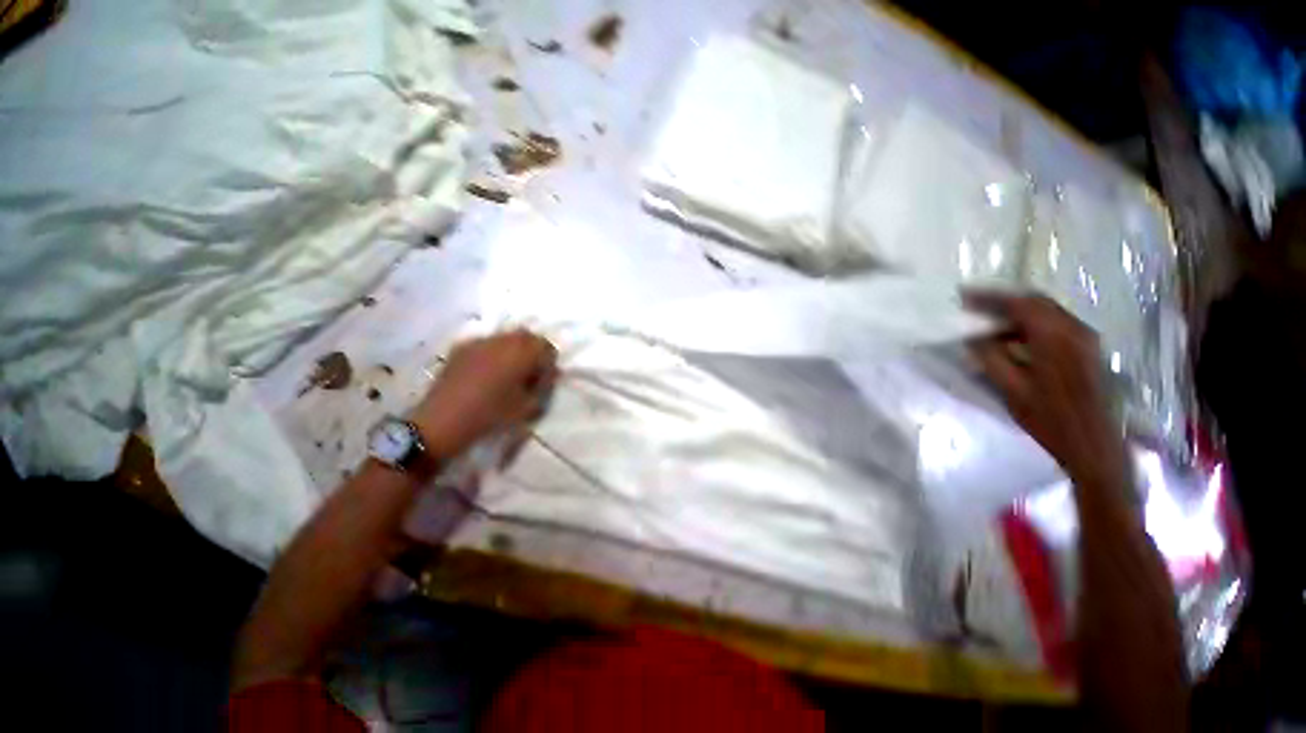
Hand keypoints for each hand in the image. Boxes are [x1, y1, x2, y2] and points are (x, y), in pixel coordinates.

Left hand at [410, 330, 557, 461]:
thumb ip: (543, 386)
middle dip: (533, 351)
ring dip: (513, 350)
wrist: (442, 422)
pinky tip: (486, 372)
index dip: (549, 362)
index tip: (544, 379)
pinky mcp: (461, 348)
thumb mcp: (528, 407)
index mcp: (522, 353)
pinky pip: (486, 343)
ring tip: (508, 372)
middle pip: (527, 336)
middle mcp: (502, 341)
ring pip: (506, 337)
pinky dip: (493, 352)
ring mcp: (479, 342)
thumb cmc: (491, 415)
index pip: (547, 347)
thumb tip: (548, 374)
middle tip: (529, 373)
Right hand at [964, 292, 1124, 480]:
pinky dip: (1031, 325)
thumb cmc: (1049, 419)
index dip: (988, 298)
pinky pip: (1056, 325)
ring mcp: (1085, 339)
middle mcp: (1075, 329)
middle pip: (1036, 302)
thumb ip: (990, 357)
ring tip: (988, 324)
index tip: (962, 297)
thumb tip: (972, 336)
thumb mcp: (1010, 388)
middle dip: (1003, 301)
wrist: (1094, 445)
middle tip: (972, 307)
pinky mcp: (1088, 349)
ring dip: (1017, 313)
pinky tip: (1014, 339)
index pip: (1019, 304)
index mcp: (1055, 337)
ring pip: (1047, 312)